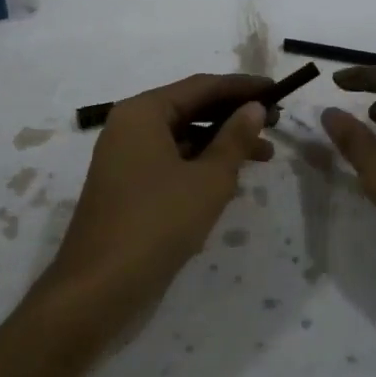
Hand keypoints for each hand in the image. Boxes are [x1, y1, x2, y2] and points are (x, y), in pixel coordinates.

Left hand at [37, 73, 273, 334]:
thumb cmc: (157, 224)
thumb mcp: (208, 180)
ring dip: (222, 143)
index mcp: (143, 112)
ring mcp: (126, 158)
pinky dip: (202, 164)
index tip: (277, 90)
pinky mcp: (129, 187)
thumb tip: (255, 107)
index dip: (242, 87)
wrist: (98, 290)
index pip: (202, 86)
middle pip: (191, 108)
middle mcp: (131, 126)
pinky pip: (172, 161)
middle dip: (234, 115)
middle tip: (276, 123)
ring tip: (265, 155)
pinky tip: (231, 179)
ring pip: (184, 137)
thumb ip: (235, 139)